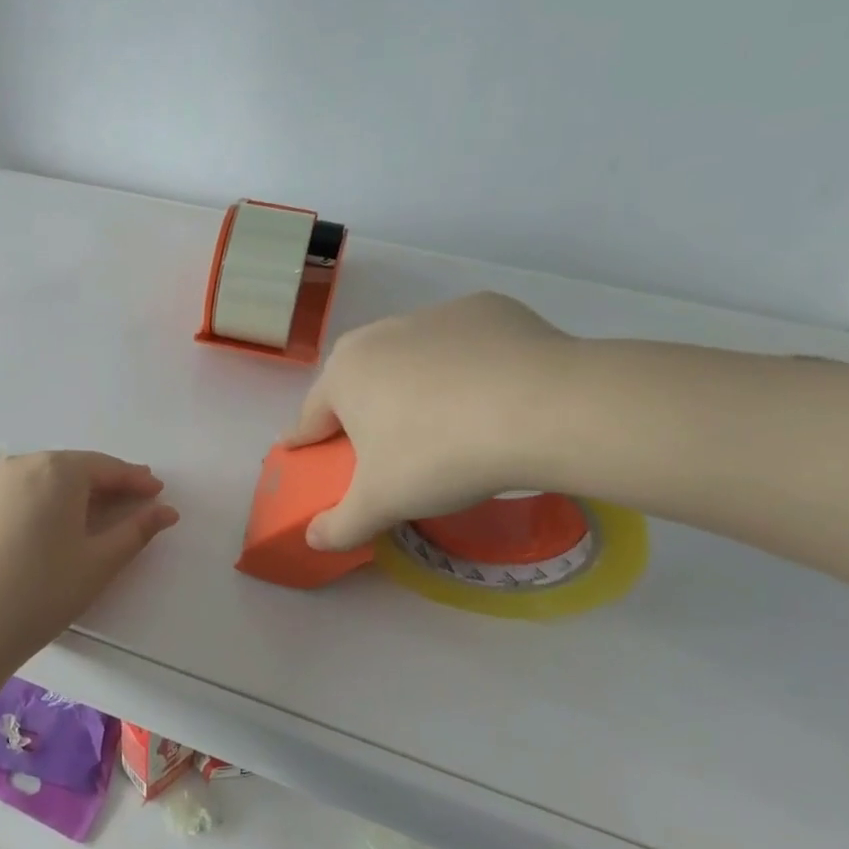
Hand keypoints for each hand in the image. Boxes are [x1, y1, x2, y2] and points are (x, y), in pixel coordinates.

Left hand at [0, 451, 179, 674]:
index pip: (106, 467)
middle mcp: (21, 465)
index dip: (135, 480)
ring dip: (72, 491)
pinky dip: (41, 502)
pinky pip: (17, 493)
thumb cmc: (41, 592)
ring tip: (93, 513)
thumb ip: (136, 531)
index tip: (157, 492)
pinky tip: (47, 526)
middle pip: (73, 468)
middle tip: (131, 500)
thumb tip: (166, 511)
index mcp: (57, 471)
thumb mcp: (98, 563)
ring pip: (43, 478)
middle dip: (105, 482)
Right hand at [285, 293, 576, 549]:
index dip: (307, 439)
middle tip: (383, 447)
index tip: (304, 451)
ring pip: (411, 358)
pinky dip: (468, 366)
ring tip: (446, 423)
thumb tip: (314, 539)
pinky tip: (493, 395)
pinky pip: (463, 345)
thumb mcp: (382, 503)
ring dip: (415, 385)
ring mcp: (434, 316)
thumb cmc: (439, 455)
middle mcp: (379, 334)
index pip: (312, 414)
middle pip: (360, 380)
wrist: (543, 409)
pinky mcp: (487, 309)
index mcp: (343, 374)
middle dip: (363, 410)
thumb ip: (340, 525)